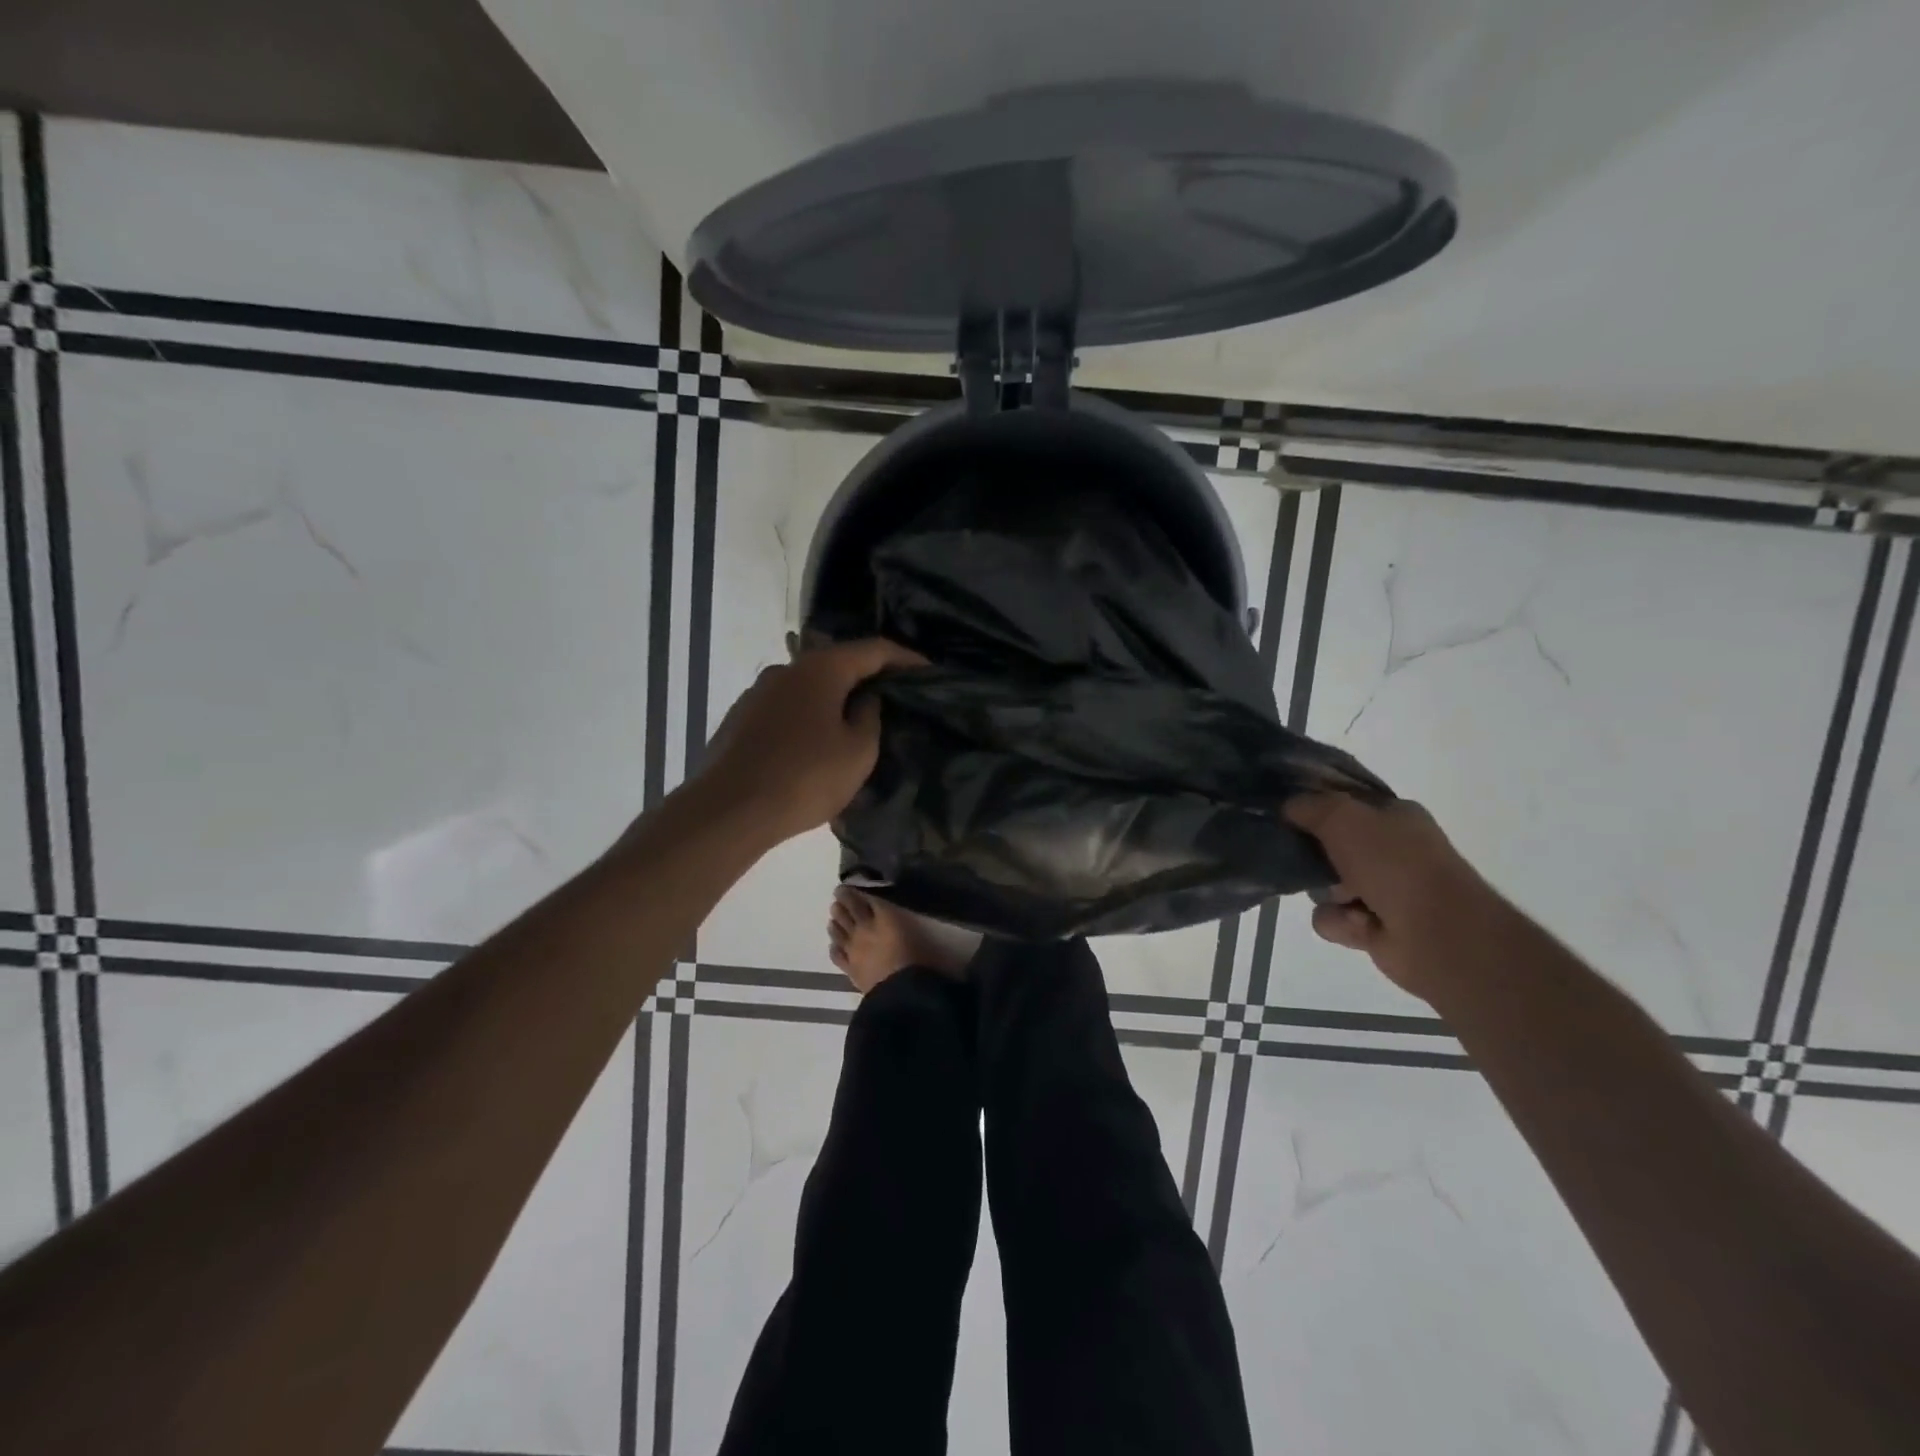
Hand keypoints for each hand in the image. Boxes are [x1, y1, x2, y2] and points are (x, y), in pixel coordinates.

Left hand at [697, 639, 925, 845]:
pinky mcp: (740, 718)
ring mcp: (758, 692)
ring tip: (856, 725)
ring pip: (809, 688)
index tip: (929, 672)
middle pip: (838, 664)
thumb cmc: (805, 778)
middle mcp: (786, 669)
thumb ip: (870, 717)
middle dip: (868, 679)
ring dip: (835, 700)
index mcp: (821, 669)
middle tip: (895, 700)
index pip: (874, 649)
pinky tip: (816, 745)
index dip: (906, 658)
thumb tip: (865, 699)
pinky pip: (787, 709)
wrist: (728, 811)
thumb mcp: (858, 752)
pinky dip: (810, 717)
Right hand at [1284, 793, 1501, 1000]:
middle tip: (1303, 858)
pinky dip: (1340, 922)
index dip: (1314, 805)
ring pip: (1324, 885)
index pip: (1344, 803)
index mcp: (1394, 816)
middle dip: (1314, 856)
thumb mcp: (1343, 817)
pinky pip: (1332, 918)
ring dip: (1327, 894)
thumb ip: (1310, 805)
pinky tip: (1359, 924)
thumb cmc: (1394, 864)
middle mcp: (1390, 851)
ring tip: (1344, 900)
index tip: (1286, 812)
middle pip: (1329, 845)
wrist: (1438, 933)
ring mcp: (1383, 890)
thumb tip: (1288, 806)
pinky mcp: (1373, 927)